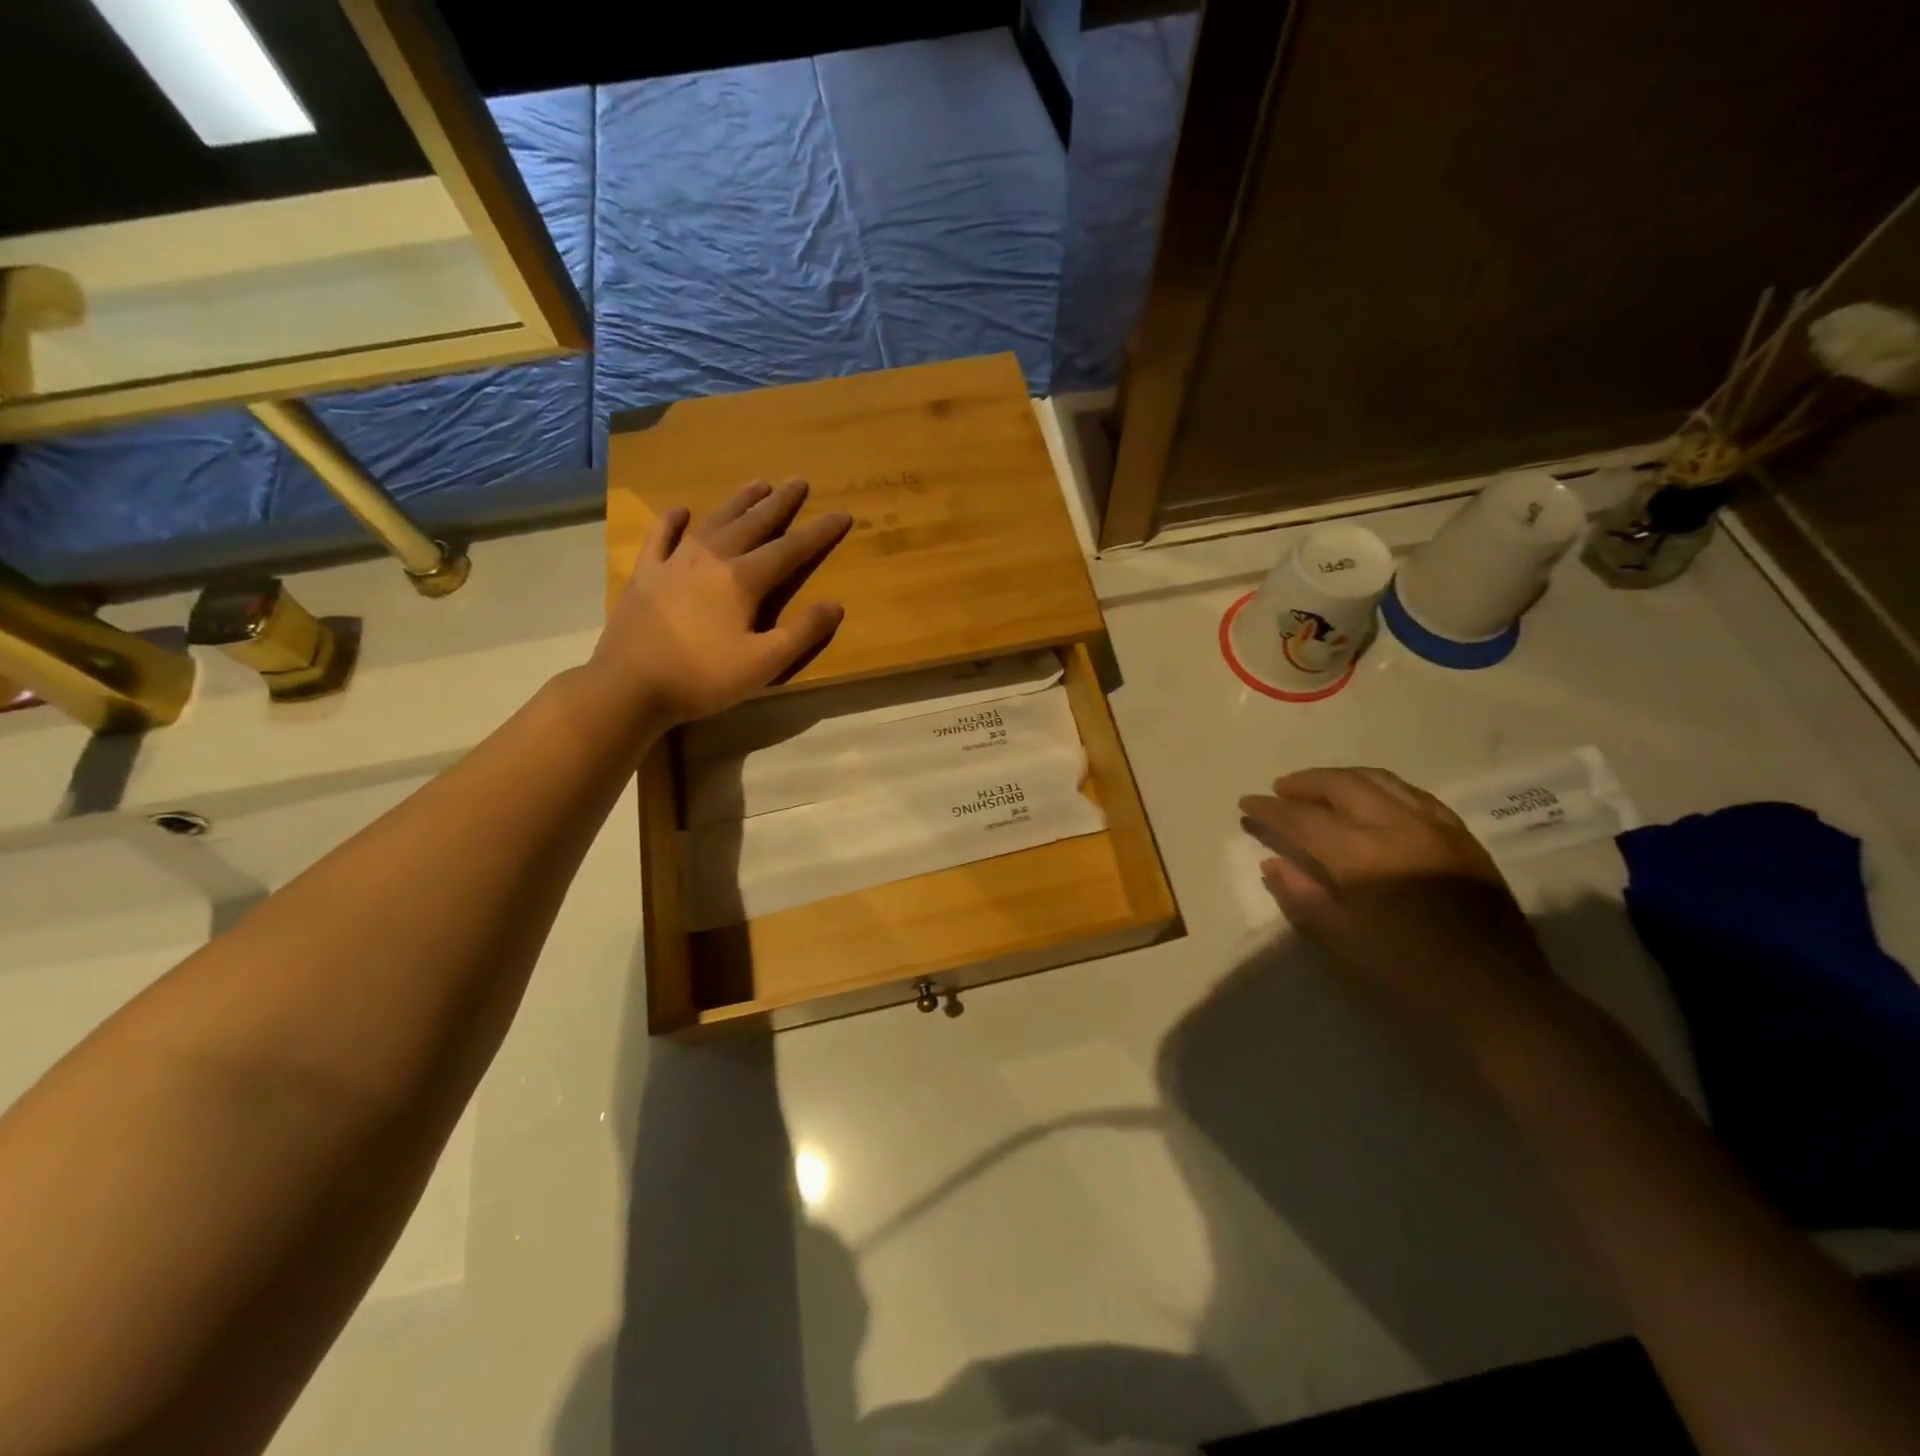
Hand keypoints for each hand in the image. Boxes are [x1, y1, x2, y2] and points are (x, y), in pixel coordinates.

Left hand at [592, 479, 851, 727]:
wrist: (629, 686)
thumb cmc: (702, 678)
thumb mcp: (763, 664)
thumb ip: (802, 633)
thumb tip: (835, 605)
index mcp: (742, 580)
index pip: (790, 550)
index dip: (819, 533)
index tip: (842, 514)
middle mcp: (711, 560)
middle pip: (752, 524)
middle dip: (779, 504)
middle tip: (798, 482)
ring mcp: (674, 563)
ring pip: (713, 523)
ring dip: (738, 503)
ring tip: (758, 484)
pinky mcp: (645, 575)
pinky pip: (660, 538)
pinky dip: (672, 522)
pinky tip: (680, 510)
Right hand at [1239, 767, 1562, 1049]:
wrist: (1499, 998)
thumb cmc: (1409, 976)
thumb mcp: (1344, 942)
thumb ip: (1304, 896)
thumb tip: (1273, 862)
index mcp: (1362, 855)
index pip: (1303, 818)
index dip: (1270, 809)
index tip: (1246, 803)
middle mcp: (1397, 826)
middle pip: (1341, 785)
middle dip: (1304, 783)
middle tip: (1279, 790)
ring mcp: (1434, 826)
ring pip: (1379, 780)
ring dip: (1341, 778)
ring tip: (1319, 788)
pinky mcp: (1461, 836)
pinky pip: (1412, 793)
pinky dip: (1379, 787)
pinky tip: (1371, 800)